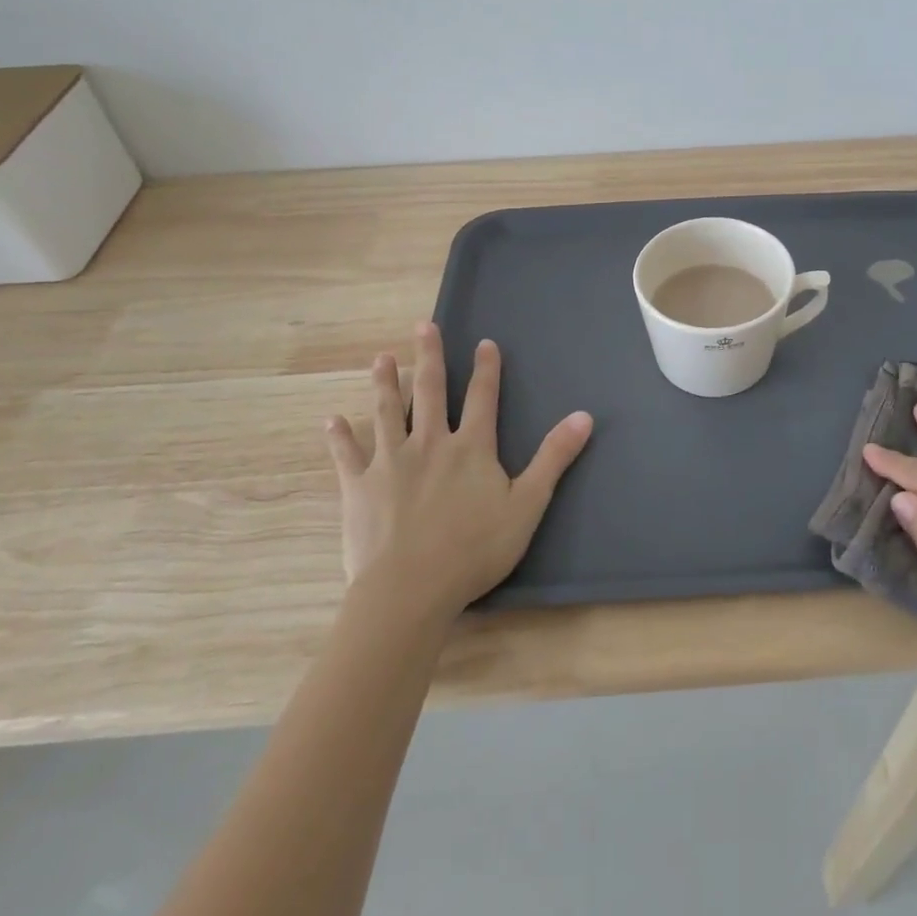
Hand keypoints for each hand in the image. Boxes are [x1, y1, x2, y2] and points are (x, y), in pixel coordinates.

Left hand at [323, 322, 592, 620]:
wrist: (410, 589)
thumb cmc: (474, 549)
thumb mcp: (527, 504)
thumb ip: (554, 458)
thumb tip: (584, 416)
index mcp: (471, 447)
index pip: (482, 397)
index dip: (486, 369)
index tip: (484, 342)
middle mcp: (429, 443)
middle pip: (429, 391)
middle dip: (428, 356)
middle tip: (423, 326)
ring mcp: (390, 462)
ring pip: (387, 412)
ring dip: (385, 383)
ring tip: (382, 358)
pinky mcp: (359, 487)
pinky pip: (347, 455)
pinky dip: (340, 437)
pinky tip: (332, 420)